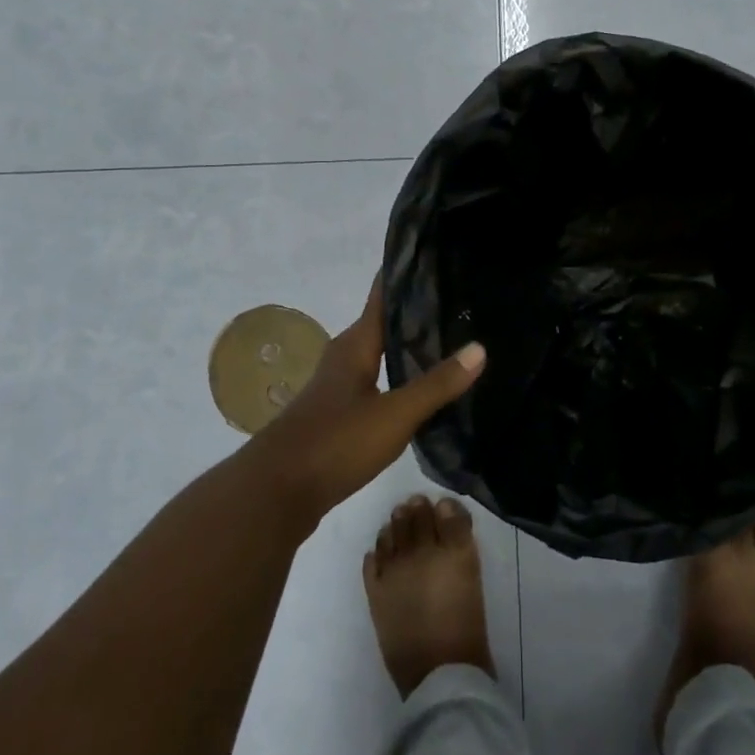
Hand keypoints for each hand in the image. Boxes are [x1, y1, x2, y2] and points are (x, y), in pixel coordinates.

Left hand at [250, 280, 484, 524]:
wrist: (274, 494)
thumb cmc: (334, 443)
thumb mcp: (394, 414)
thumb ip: (437, 384)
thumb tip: (480, 347)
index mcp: (355, 345)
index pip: (382, 295)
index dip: (406, 276)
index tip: (440, 260)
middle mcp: (344, 358)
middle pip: (384, 324)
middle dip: (418, 313)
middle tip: (460, 303)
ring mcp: (338, 388)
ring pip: (380, 356)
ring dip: (409, 348)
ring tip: (450, 342)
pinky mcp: (338, 416)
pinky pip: (376, 384)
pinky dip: (400, 379)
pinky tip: (422, 391)